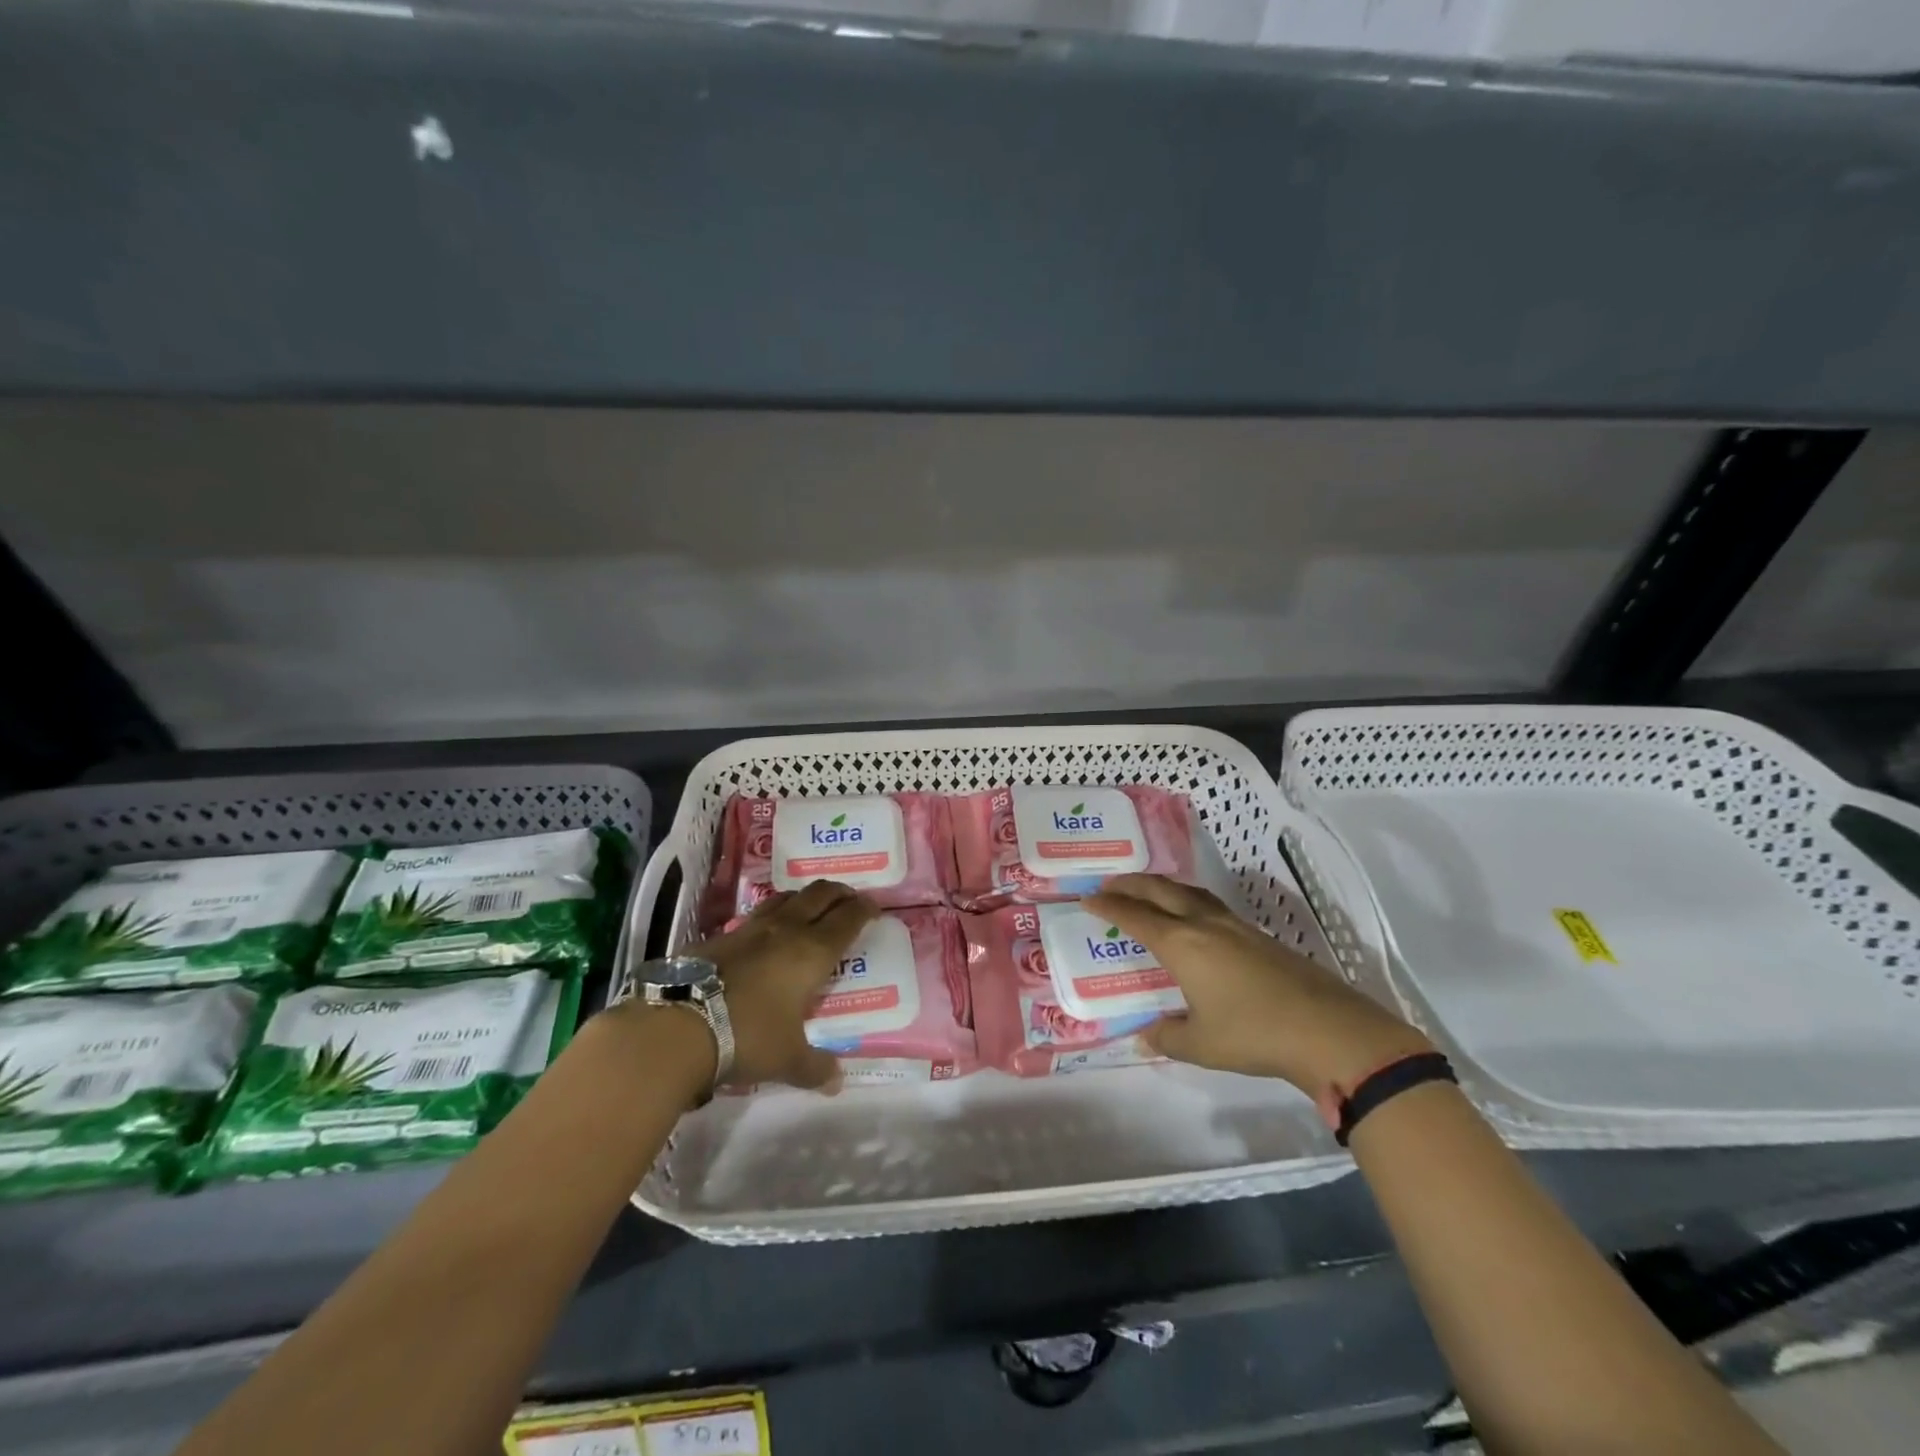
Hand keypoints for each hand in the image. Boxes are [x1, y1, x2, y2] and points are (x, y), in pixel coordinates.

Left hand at [688, 879, 876, 1090]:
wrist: (679, 1025)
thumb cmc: (748, 1037)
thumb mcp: (787, 1059)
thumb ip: (815, 1067)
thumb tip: (836, 1082)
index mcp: (812, 952)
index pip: (847, 919)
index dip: (864, 909)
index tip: (874, 908)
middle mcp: (786, 930)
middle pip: (819, 895)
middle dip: (838, 893)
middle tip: (848, 899)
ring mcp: (750, 928)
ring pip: (785, 897)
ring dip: (803, 897)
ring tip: (808, 908)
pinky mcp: (719, 935)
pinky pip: (754, 916)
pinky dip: (769, 917)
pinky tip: (764, 935)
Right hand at [1085, 873, 1431, 1095]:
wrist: (1327, 1029)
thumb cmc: (1253, 1034)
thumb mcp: (1201, 1044)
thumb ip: (1167, 1036)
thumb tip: (1144, 1035)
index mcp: (1182, 944)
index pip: (1135, 916)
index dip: (1108, 906)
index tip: (1087, 898)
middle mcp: (1204, 924)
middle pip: (1160, 891)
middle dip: (1130, 884)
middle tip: (1109, 883)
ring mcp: (1235, 926)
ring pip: (1189, 892)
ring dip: (1161, 887)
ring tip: (1147, 891)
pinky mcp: (1258, 935)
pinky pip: (1209, 904)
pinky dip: (1186, 900)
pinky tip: (1191, 917)